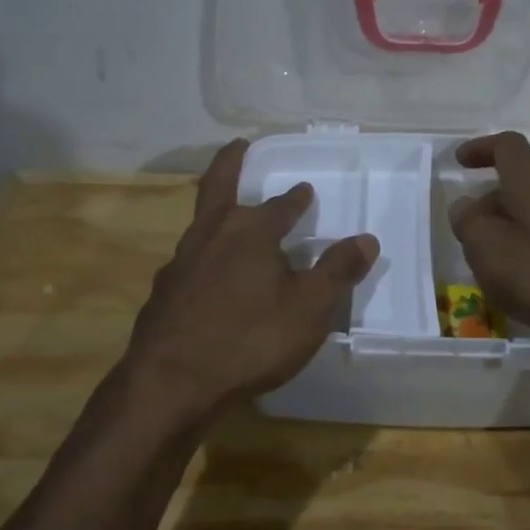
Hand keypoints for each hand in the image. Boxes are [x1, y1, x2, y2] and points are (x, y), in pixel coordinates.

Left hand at [119, 139, 377, 427]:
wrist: (170, 384)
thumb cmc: (250, 339)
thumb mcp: (309, 309)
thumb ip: (337, 271)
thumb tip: (366, 238)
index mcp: (250, 232)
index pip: (280, 206)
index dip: (296, 198)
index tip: (305, 190)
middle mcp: (211, 235)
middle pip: (218, 187)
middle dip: (231, 163)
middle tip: (239, 146)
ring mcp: (180, 263)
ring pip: (201, 223)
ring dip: (217, 211)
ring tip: (230, 215)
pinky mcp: (163, 293)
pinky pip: (189, 261)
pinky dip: (203, 255)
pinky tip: (209, 275)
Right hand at [448, 131, 529, 368]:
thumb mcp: (490, 248)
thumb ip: (470, 224)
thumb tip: (464, 207)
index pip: (508, 148)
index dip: (482, 148)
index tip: (459, 161)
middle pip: (518, 191)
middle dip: (488, 209)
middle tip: (466, 239)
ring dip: (507, 241)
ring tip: (487, 274)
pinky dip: (528, 265)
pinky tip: (521, 296)